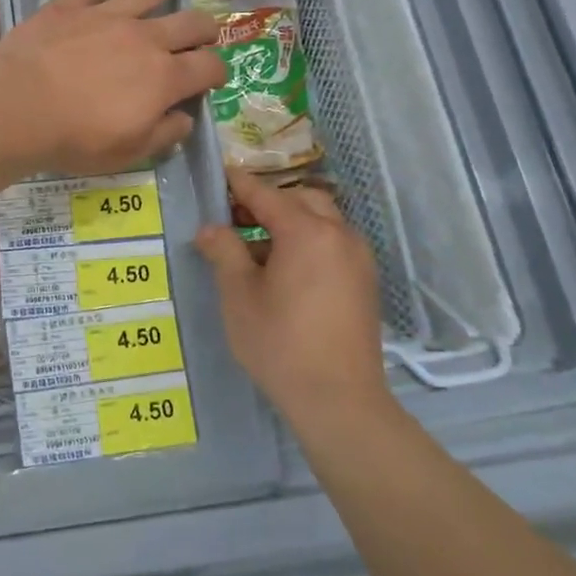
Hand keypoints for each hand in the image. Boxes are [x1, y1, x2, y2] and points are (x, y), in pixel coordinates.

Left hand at [0, 0, 226, 176]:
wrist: (17, 105)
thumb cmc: (76, 138)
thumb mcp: (128, 153)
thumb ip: (164, 135)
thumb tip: (185, 118)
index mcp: (164, 77)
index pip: (209, 67)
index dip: (218, 72)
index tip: (215, 78)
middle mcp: (143, 38)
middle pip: (190, 22)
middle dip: (205, 28)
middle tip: (206, 33)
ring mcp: (105, 15)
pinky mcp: (69, 6)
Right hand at [196, 167, 387, 425]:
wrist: (339, 400)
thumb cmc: (280, 343)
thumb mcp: (239, 295)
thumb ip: (224, 252)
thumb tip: (210, 229)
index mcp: (307, 231)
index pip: (266, 194)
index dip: (239, 184)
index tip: (219, 176)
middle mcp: (339, 235)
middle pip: (301, 199)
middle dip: (268, 201)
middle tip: (235, 217)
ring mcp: (358, 258)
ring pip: (322, 220)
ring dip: (290, 221)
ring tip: (257, 247)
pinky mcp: (365, 282)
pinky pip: (333, 244)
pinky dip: (308, 241)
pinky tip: (285, 270)